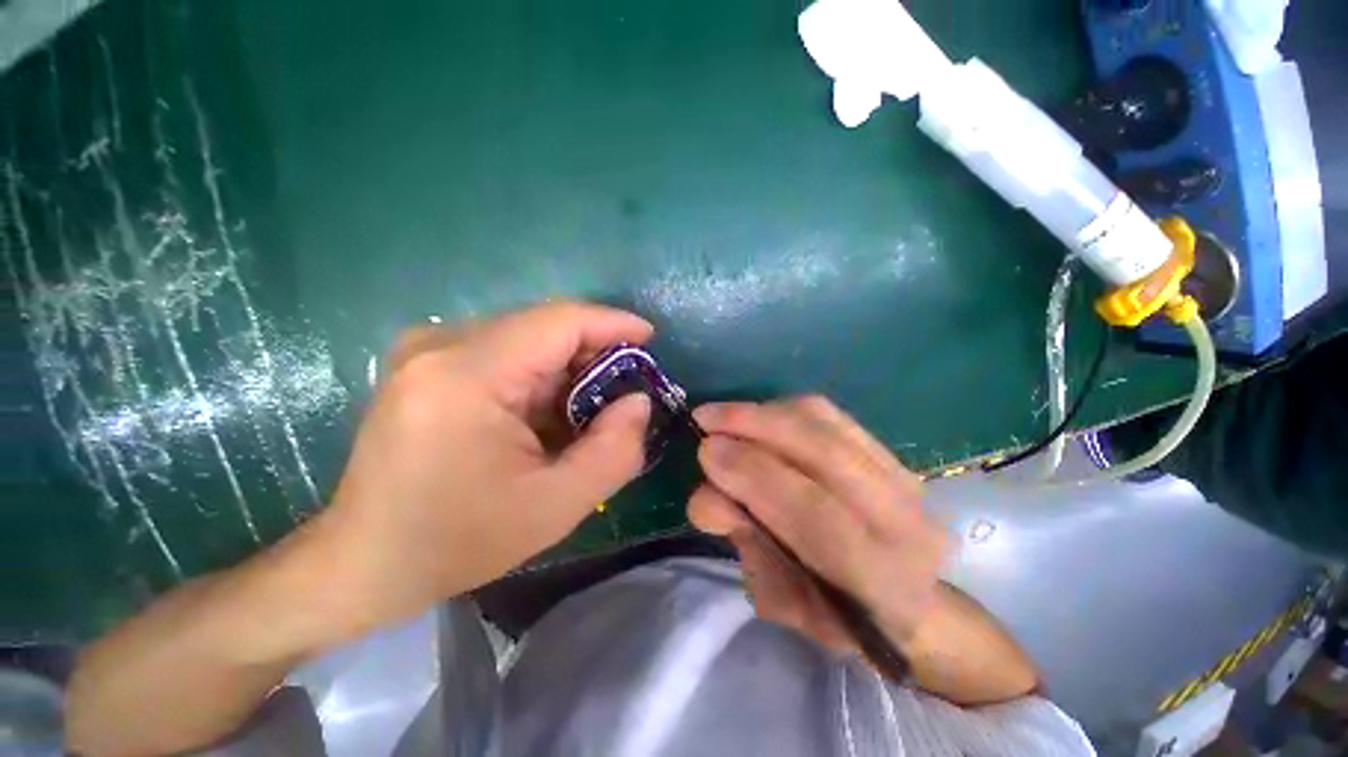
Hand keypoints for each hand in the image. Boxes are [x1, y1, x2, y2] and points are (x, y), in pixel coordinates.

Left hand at [317, 301, 653, 636]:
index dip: (612, 323)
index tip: (650, 338)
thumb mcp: (556, 506)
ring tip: (589, 408)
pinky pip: (505, 349)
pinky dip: (540, 374)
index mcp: (467, 376)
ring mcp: (426, 348)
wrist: (364, 560)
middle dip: (594, 353)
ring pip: (527, 337)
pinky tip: (547, 412)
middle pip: (544, 326)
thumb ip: (615, 450)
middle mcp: (440, 344)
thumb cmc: (458, 541)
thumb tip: (638, 400)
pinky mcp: (426, 361)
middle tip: (625, 389)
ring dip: (568, 367)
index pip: (559, 321)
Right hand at [688, 397, 948, 652]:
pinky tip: (756, 416)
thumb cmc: (836, 618)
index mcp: (879, 581)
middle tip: (705, 419)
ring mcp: (902, 478)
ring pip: (826, 423)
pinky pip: (829, 415)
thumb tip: (707, 492)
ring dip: (764, 412)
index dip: (753, 474)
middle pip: (822, 452)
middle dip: (753, 426)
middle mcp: (902, 520)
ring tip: (725, 416)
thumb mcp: (781, 601)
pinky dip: (783, 409)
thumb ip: (746, 545)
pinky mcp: (890, 453)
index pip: (813, 515)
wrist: (910, 608)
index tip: (706, 451)